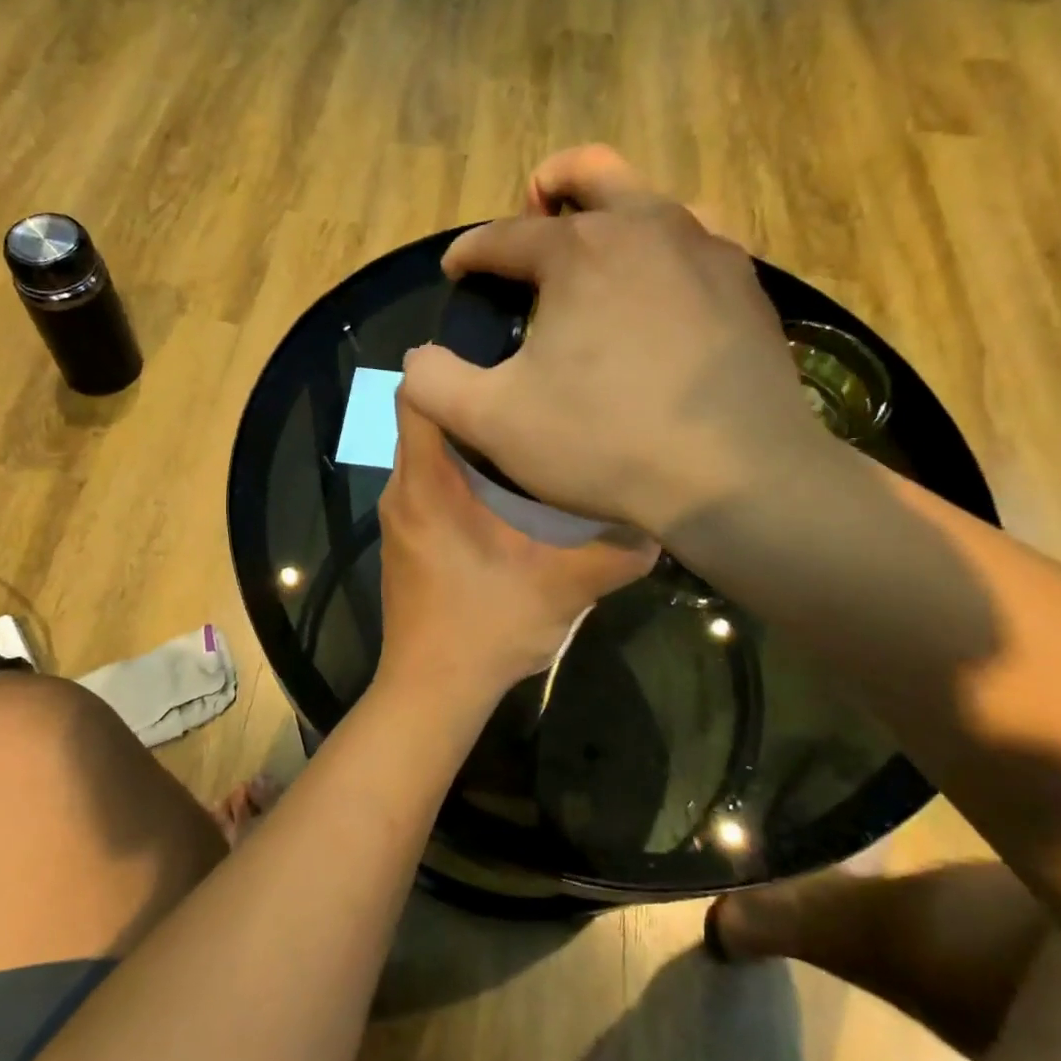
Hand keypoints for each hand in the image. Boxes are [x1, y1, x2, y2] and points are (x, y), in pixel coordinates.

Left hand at [376, 394, 656, 703]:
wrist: (432, 692)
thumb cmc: (487, 630)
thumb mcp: (563, 589)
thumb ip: (615, 553)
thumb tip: (659, 523)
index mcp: (428, 485)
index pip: (415, 397)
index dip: (448, 370)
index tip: (503, 368)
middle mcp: (403, 492)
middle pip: (427, 422)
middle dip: (477, 409)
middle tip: (535, 404)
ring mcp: (401, 519)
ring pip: (430, 457)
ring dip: (473, 447)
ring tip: (531, 443)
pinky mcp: (408, 542)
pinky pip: (430, 488)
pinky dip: (463, 479)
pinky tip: (510, 499)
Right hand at [401, 145, 835, 536]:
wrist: (736, 475)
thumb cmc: (605, 443)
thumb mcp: (493, 423)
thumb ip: (434, 383)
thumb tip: (417, 358)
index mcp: (578, 250)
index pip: (503, 235)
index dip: (468, 252)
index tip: (454, 271)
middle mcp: (645, 226)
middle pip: (589, 172)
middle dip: (550, 186)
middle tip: (532, 211)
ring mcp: (706, 249)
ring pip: (652, 199)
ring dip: (613, 210)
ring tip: (596, 251)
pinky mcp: (746, 284)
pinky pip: (697, 242)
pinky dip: (664, 251)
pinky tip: (658, 290)